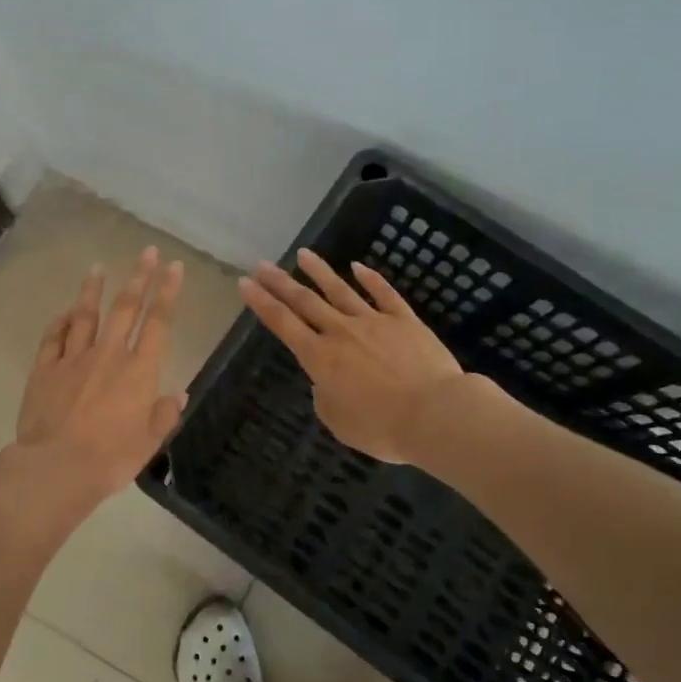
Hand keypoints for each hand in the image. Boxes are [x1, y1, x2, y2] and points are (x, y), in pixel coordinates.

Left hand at [15, 247, 186, 505]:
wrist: (56, 468)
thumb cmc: (111, 458)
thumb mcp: (149, 442)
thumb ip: (164, 414)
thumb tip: (177, 394)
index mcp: (139, 370)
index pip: (159, 322)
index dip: (168, 292)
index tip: (174, 267)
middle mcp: (109, 355)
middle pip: (126, 308)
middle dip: (139, 277)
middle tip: (147, 252)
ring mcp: (74, 358)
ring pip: (86, 315)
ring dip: (93, 290)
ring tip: (97, 268)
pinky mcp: (45, 369)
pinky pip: (54, 338)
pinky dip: (60, 322)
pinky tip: (64, 312)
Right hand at [239, 248, 465, 462]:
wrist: (435, 414)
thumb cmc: (382, 427)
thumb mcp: (339, 422)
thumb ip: (325, 397)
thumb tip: (325, 382)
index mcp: (320, 358)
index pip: (283, 323)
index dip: (261, 303)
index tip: (245, 283)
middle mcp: (341, 332)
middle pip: (305, 301)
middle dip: (280, 282)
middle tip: (262, 264)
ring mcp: (374, 322)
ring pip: (340, 290)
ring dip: (319, 271)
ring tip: (303, 254)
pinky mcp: (405, 320)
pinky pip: (384, 294)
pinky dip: (371, 279)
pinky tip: (358, 266)